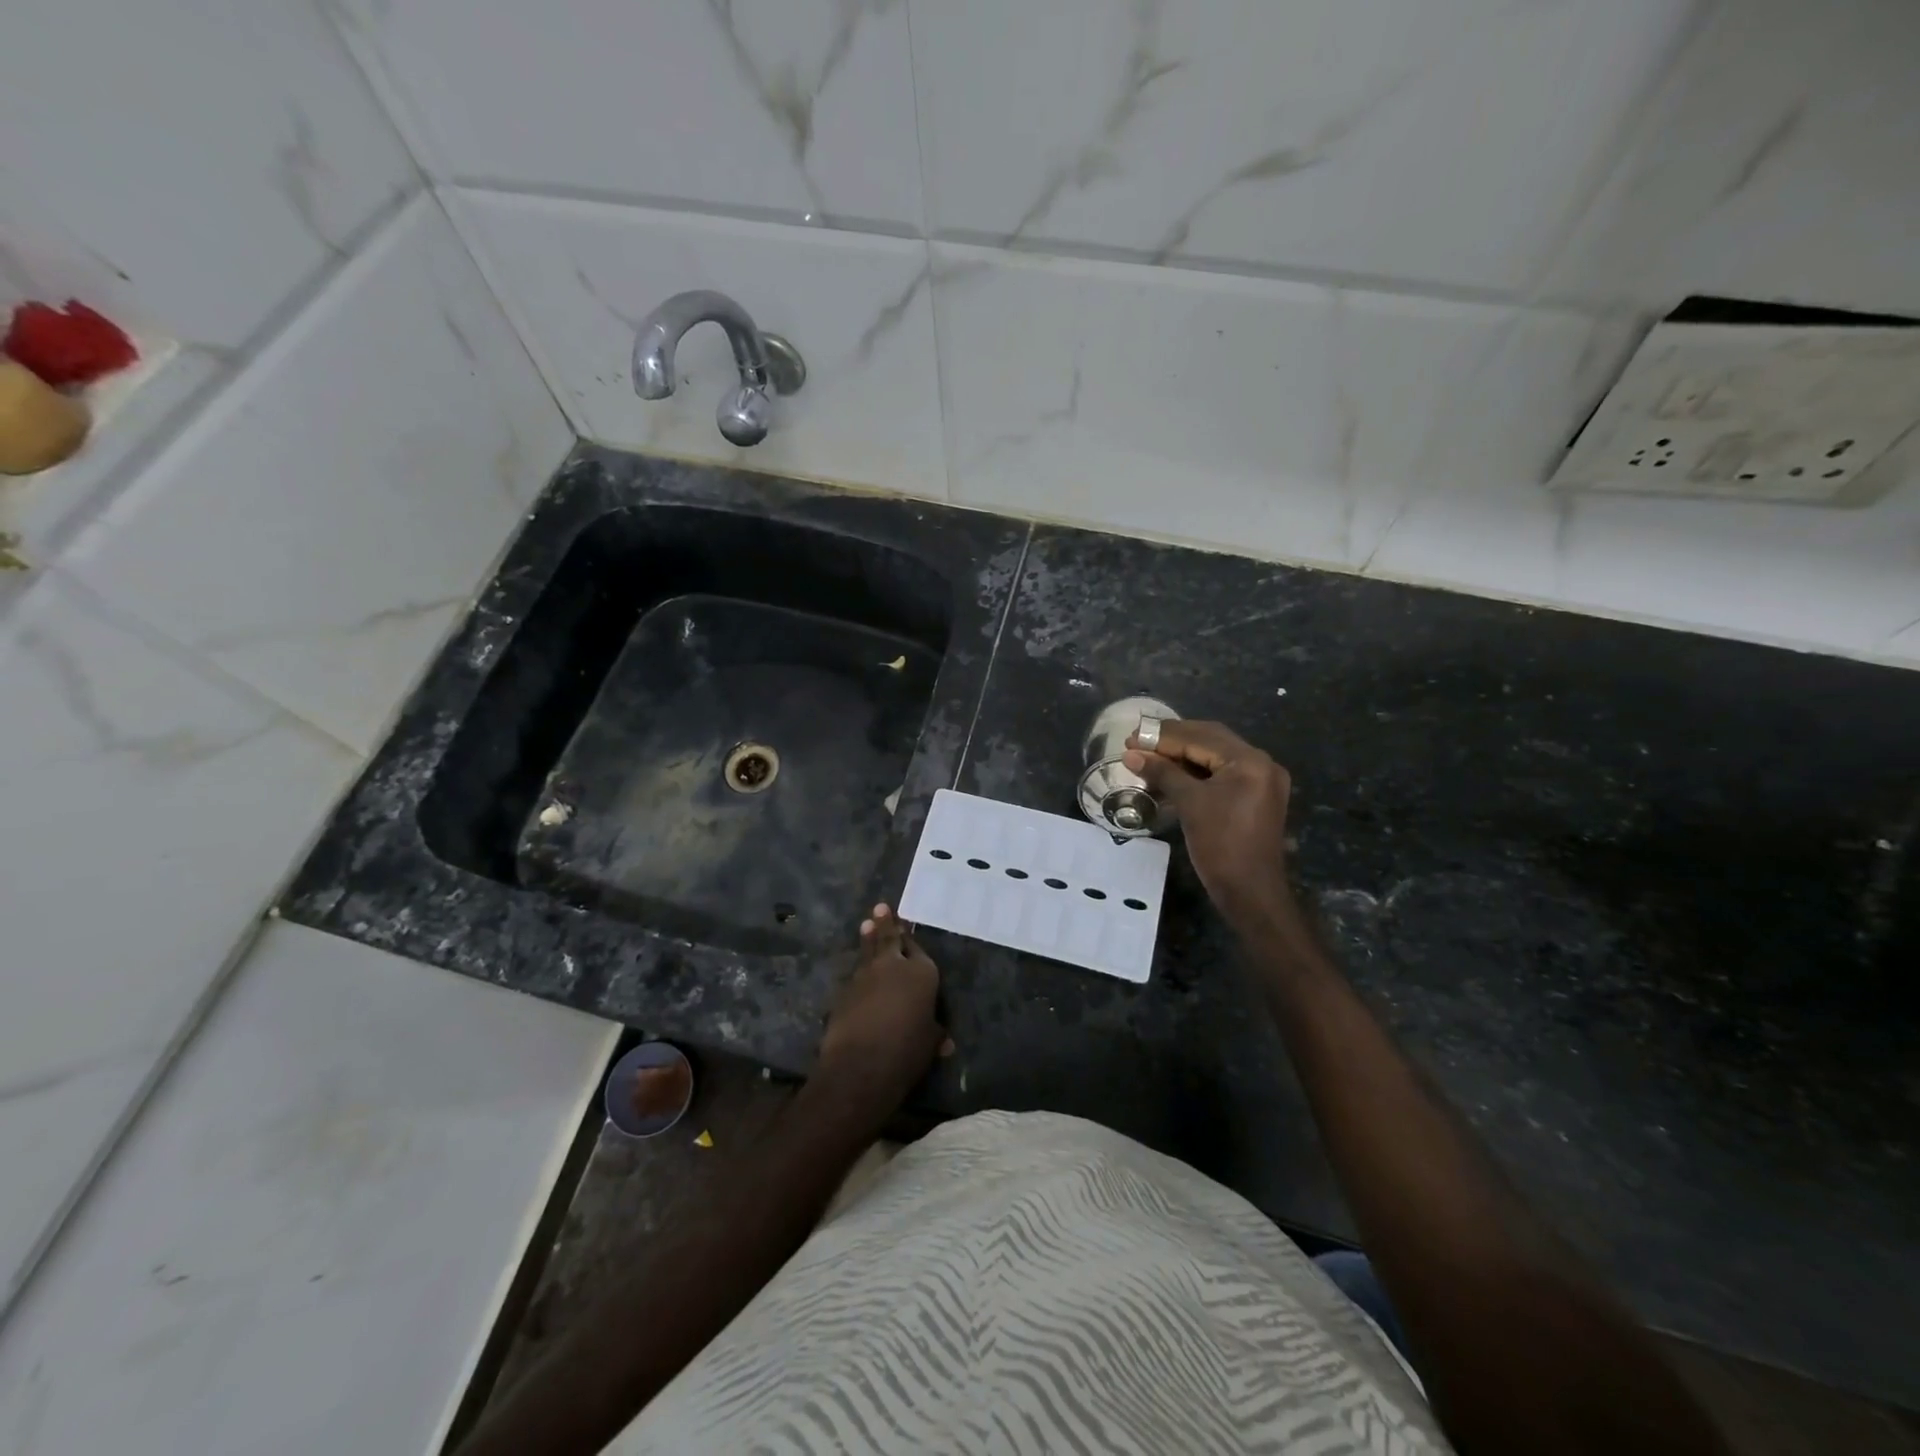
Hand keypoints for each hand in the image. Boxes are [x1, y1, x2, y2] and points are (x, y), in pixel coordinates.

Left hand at [817, 904, 951, 1106]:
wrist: (861, 1063)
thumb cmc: (907, 1050)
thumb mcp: (930, 1043)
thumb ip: (935, 1034)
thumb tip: (946, 1043)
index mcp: (922, 973)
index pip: (918, 950)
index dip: (912, 941)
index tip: (906, 928)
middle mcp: (893, 966)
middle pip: (890, 939)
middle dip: (887, 924)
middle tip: (881, 907)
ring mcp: (866, 975)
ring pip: (869, 951)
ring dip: (868, 938)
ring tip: (867, 923)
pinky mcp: (845, 990)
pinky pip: (856, 974)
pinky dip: (859, 970)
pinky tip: (858, 971)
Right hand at [1125, 720, 1297, 923]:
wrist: (1250, 892)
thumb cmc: (1220, 845)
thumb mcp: (1189, 804)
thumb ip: (1162, 773)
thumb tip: (1131, 755)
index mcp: (1249, 761)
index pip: (1200, 737)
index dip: (1162, 737)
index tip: (1131, 739)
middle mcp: (1261, 763)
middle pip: (1210, 740)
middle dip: (1172, 740)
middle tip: (1138, 743)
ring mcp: (1261, 780)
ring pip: (1215, 756)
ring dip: (1182, 755)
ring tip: (1149, 758)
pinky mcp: (1255, 796)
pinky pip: (1221, 774)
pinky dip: (1195, 772)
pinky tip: (1170, 774)